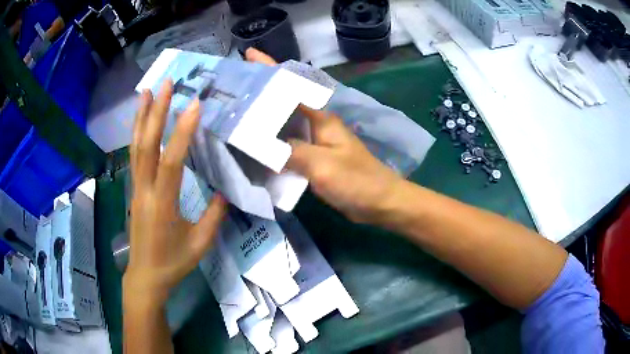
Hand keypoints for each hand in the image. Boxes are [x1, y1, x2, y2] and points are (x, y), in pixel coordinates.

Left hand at [125, 80, 226, 305]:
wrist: (145, 277)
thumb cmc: (173, 263)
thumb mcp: (200, 244)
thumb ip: (213, 216)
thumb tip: (225, 190)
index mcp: (163, 205)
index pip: (171, 163)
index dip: (182, 133)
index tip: (194, 105)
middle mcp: (145, 191)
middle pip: (147, 146)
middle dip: (156, 112)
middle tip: (165, 83)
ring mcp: (136, 188)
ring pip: (136, 147)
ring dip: (141, 117)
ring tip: (147, 90)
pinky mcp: (134, 189)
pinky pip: (134, 156)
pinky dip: (136, 133)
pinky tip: (140, 119)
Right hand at [245, 48, 403, 223]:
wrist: (379, 202)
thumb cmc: (357, 180)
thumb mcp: (322, 165)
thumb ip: (291, 151)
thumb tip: (263, 143)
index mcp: (320, 117)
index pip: (291, 86)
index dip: (270, 69)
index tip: (249, 56)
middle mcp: (316, 124)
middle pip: (284, 101)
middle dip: (260, 91)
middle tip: (233, 87)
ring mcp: (315, 141)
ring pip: (283, 123)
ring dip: (263, 118)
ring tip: (236, 114)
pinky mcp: (314, 158)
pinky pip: (287, 145)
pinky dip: (271, 143)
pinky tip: (255, 146)